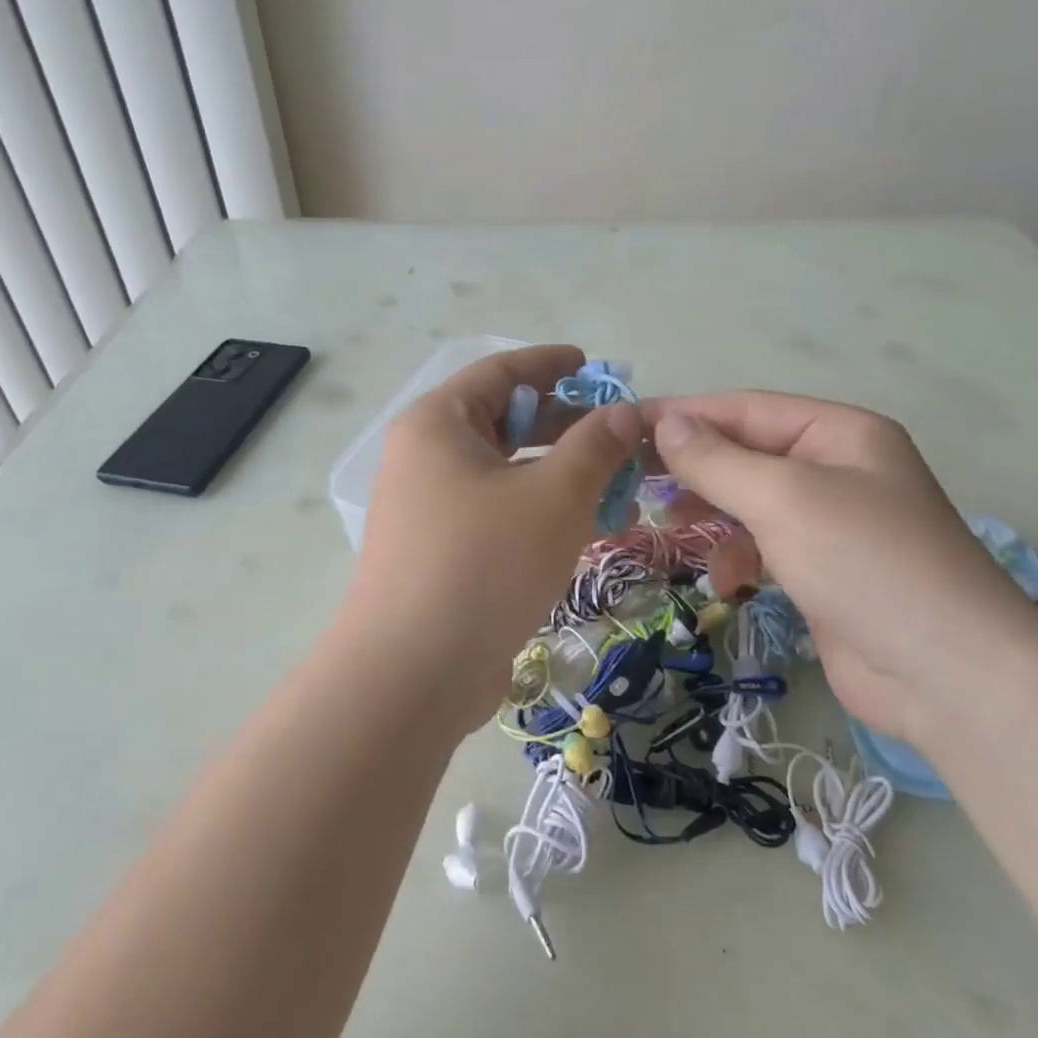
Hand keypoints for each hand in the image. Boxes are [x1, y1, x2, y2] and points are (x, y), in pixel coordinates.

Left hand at [338, 346, 639, 733]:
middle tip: (616, 432)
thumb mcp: (553, 496)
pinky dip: (539, 510)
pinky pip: (497, 512)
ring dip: (558, 472)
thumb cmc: (484, 563)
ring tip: (615, 482)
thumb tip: (625, 412)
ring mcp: (428, 507)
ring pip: (504, 471)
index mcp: (438, 423)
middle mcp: (425, 456)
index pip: (500, 371)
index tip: (594, 365)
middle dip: (564, 424)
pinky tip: (586, 527)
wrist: (412, 673)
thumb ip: (595, 446)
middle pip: (502, 421)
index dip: (551, 364)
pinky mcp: (439, 551)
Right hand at [644, 392, 1037, 748]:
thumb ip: (717, 459)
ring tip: (670, 528)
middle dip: (694, 469)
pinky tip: (726, 579)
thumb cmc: (865, 562)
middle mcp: (836, 469)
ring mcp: (831, 523)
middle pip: (746, 454)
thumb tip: (664, 423)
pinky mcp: (823, 570)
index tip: (624, 427)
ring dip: (710, 513)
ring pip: (749, 501)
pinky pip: (764, 545)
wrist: (948, 676)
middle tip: (636, 483)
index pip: (745, 409)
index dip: (683, 415)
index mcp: (838, 433)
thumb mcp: (783, 498)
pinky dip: (737, 556)